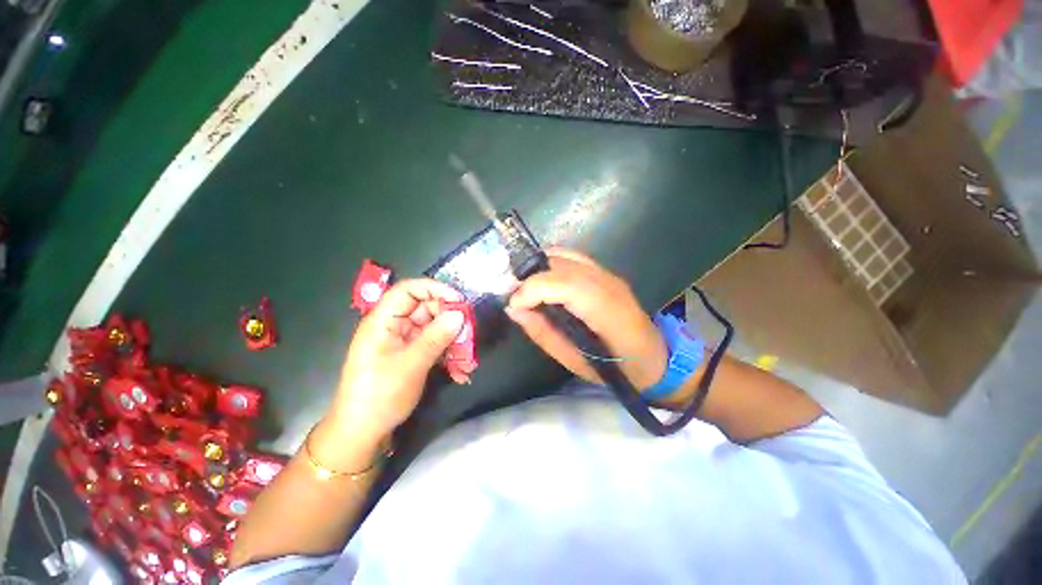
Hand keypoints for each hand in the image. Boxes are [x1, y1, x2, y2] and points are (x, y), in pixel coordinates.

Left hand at [331, 279, 469, 442]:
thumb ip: (436, 337)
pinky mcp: (410, 354)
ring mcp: (402, 341)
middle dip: (448, 315)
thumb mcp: (411, 365)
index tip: (459, 301)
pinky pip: (432, 343)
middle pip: (424, 307)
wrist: (362, 432)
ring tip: (467, 352)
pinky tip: (459, 366)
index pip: (408, 290)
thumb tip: (459, 314)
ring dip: (451, 336)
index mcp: (382, 321)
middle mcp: (392, 326)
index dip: (434, 289)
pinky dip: (446, 350)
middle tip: (469, 329)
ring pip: (432, 326)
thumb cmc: (380, 396)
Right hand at [505, 248, 666, 389]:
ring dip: (538, 269)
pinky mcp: (605, 272)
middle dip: (530, 278)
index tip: (513, 305)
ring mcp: (609, 274)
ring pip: (565, 256)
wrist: (655, 357)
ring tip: (526, 289)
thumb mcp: (575, 362)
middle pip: (563, 265)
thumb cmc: (618, 369)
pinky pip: (572, 257)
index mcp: (608, 312)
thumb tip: (514, 310)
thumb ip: (543, 333)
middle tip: (515, 297)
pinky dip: (551, 264)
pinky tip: (543, 280)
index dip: (534, 289)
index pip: (567, 285)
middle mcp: (609, 284)